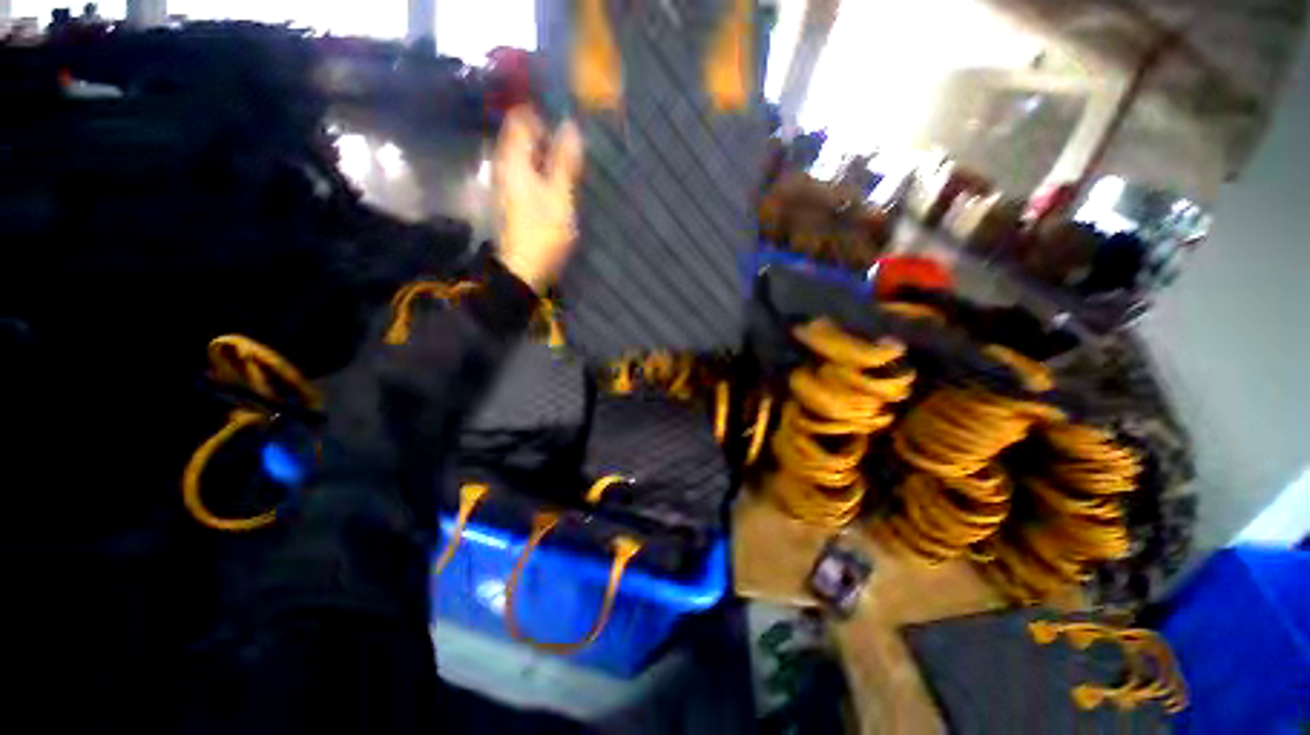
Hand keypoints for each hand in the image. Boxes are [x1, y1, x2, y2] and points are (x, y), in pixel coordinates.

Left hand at [494, 107, 584, 291]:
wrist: (525, 269)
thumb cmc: (542, 233)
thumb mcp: (560, 196)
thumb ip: (565, 162)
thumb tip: (571, 127)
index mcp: (514, 161)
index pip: (520, 119)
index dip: (540, 111)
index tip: (564, 113)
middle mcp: (505, 166)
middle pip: (520, 135)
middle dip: (544, 129)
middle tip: (571, 132)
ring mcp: (507, 183)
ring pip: (523, 153)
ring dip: (543, 148)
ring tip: (569, 151)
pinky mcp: (513, 198)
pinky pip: (526, 170)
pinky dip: (540, 165)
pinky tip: (557, 175)